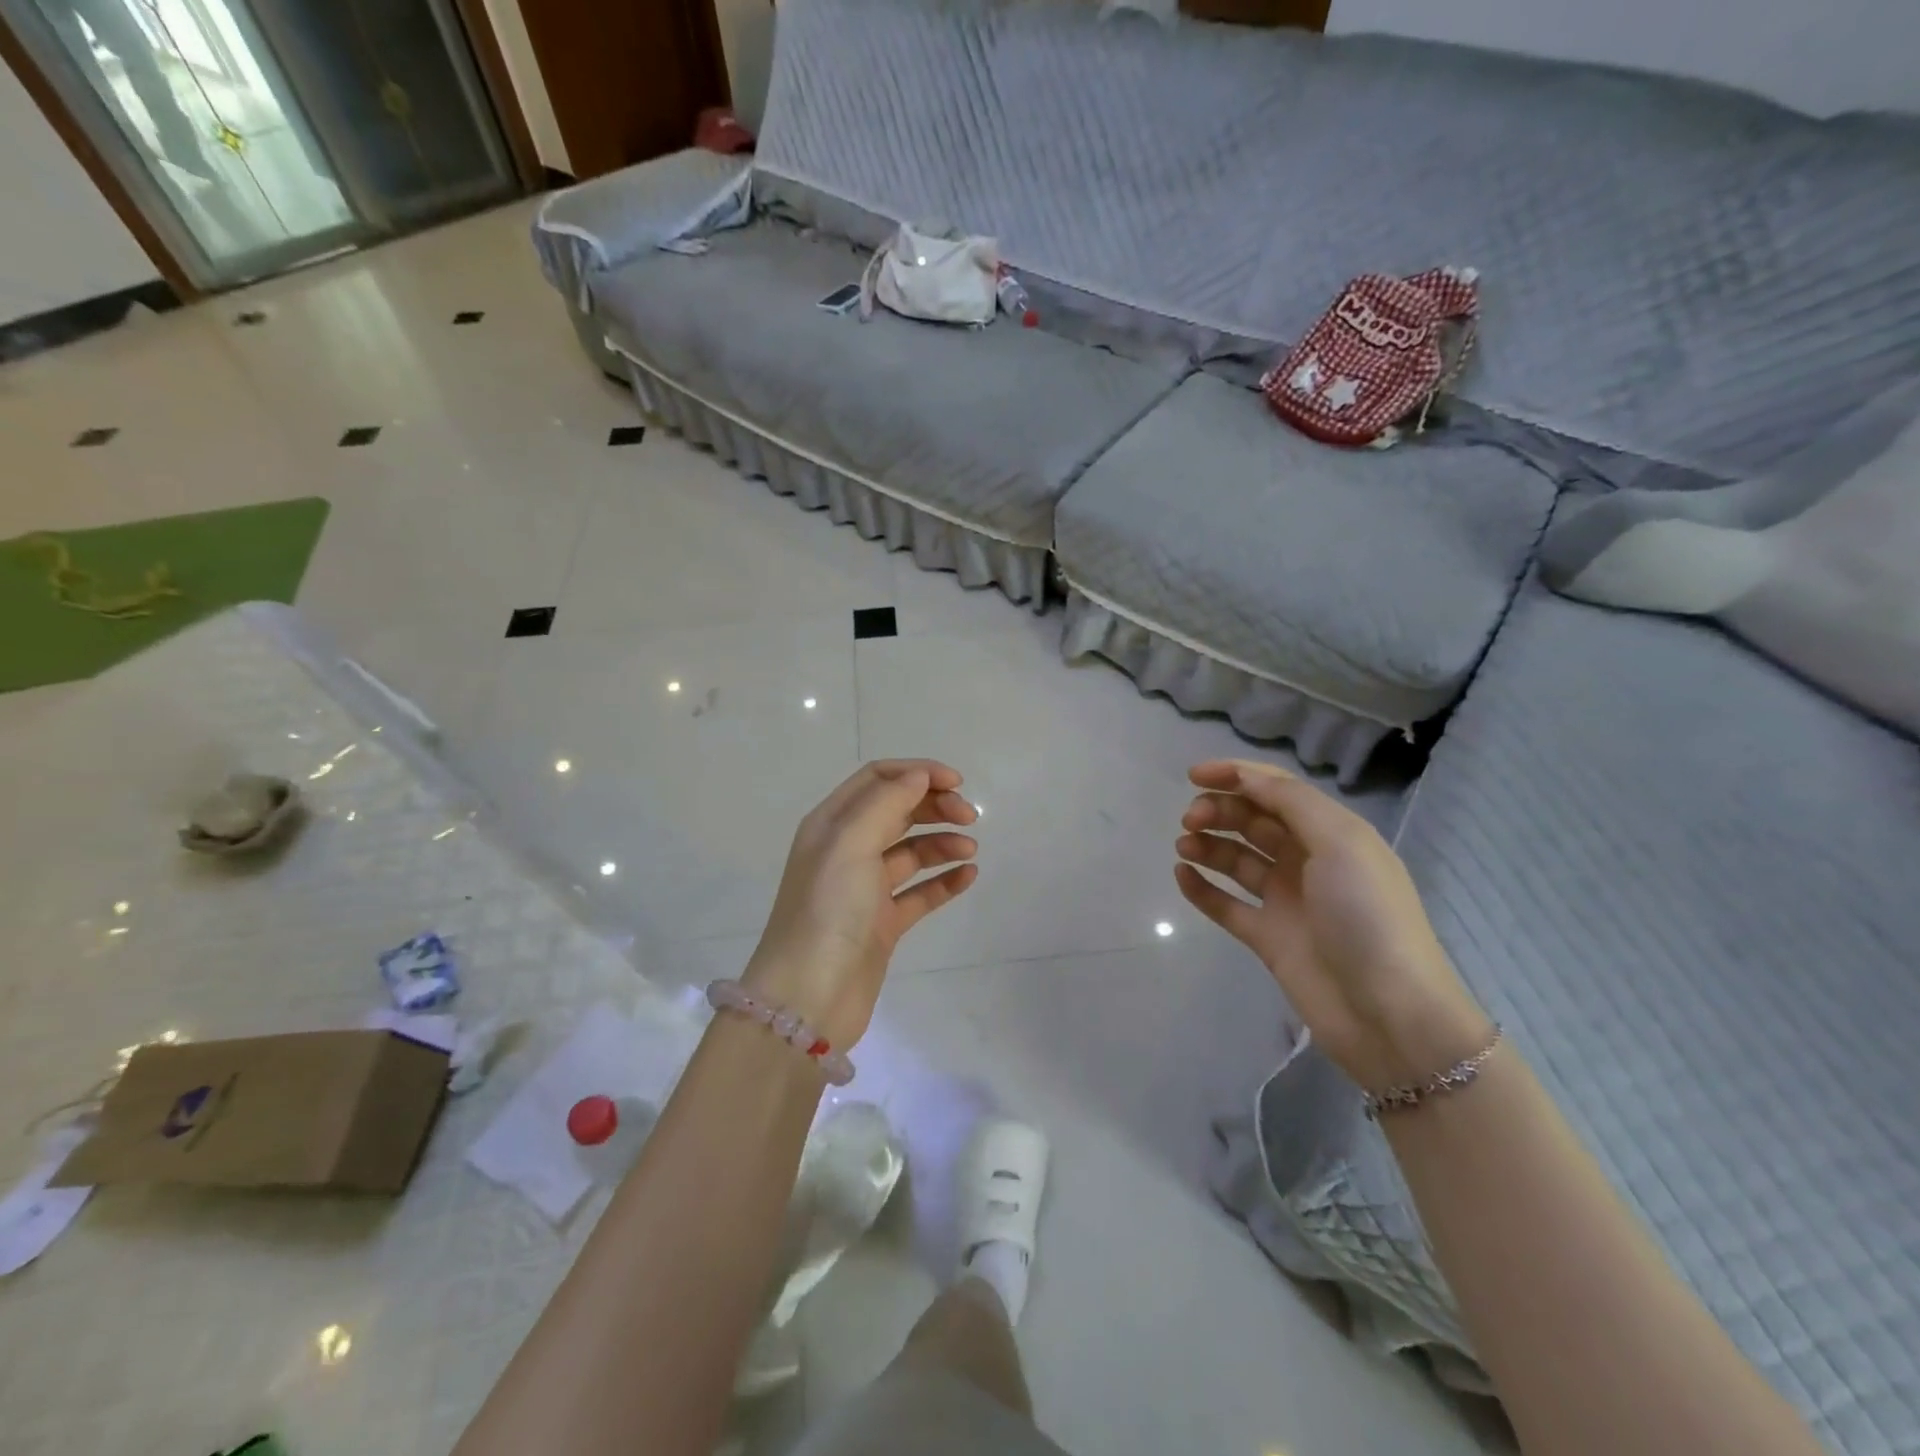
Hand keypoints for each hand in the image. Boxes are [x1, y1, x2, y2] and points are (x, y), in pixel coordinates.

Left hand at [743, 760, 978, 1050]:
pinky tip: (968, 877)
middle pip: (897, 811)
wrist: (808, 998)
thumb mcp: (851, 843)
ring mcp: (865, 888)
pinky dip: (944, 881)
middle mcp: (846, 850)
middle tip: (970, 817)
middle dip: (934, 806)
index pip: (878, 779)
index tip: (956, 783)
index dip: (917, 773)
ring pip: (911, 851)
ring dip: (943, 842)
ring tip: (970, 851)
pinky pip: (920, 893)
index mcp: (832, 824)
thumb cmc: (827, 910)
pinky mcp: (882, 924)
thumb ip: (887, 802)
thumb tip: (919, 775)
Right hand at [1174, 759, 1490, 1091]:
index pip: (1277, 790)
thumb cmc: (1368, 916)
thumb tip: (1244, 777)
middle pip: (1254, 821)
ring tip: (1184, 846)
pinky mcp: (1268, 938)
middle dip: (1219, 810)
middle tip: (1190, 819)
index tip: (1193, 775)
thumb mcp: (1340, 842)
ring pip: (1237, 860)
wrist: (1389, 1013)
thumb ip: (1290, 802)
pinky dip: (1202, 888)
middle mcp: (1308, 862)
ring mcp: (1287, 901)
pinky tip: (1182, 875)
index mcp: (1332, 834)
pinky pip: (1226, 904)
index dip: (1236, 775)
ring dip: (1208, 845)